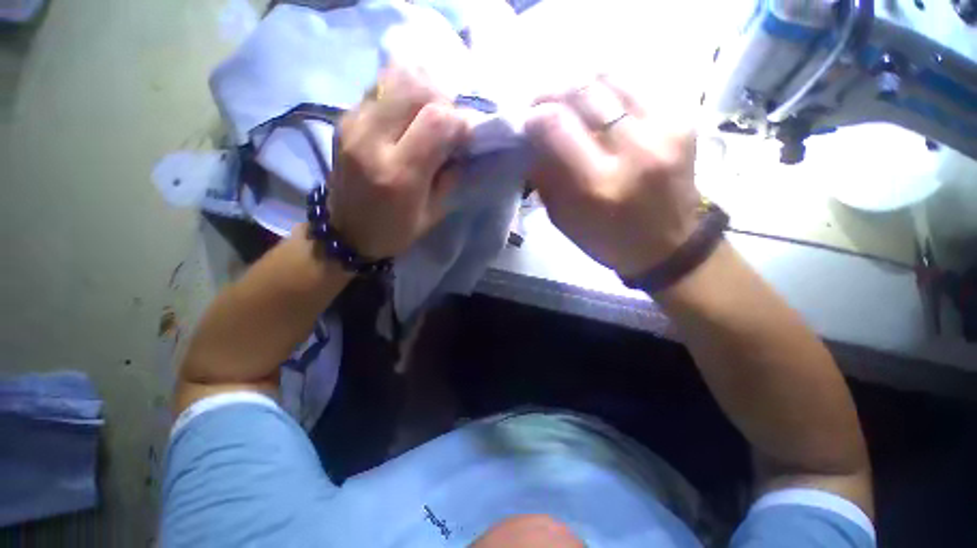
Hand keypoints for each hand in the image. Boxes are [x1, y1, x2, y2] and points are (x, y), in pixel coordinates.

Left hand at [327, 65, 466, 259]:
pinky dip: (403, 93)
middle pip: (415, 89)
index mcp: (398, 174)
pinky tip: (409, 114)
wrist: (346, 232)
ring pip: (396, 78)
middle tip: (451, 122)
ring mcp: (352, 123)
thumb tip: (465, 143)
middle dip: (444, 101)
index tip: (470, 134)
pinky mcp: (344, 117)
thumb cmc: (394, 231)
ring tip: (431, 114)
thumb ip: (451, 176)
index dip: (461, 121)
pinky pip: (380, 87)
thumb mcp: (432, 214)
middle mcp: (371, 140)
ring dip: (423, 91)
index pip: (436, 122)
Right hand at [525, 76, 701, 277]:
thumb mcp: (564, 219)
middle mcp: (634, 150)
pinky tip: (600, 106)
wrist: (668, 245)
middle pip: (583, 91)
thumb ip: (544, 176)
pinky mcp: (684, 120)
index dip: (533, 115)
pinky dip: (609, 89)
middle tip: (542, 105)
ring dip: (581, 85)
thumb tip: (530, 138)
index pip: (557, 124)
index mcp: (599, 184)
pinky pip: (637, 85)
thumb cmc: (607, 239)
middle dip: (552, 93)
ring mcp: (665, 129)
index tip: (525, 122)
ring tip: (570, 101)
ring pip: (611, 77)